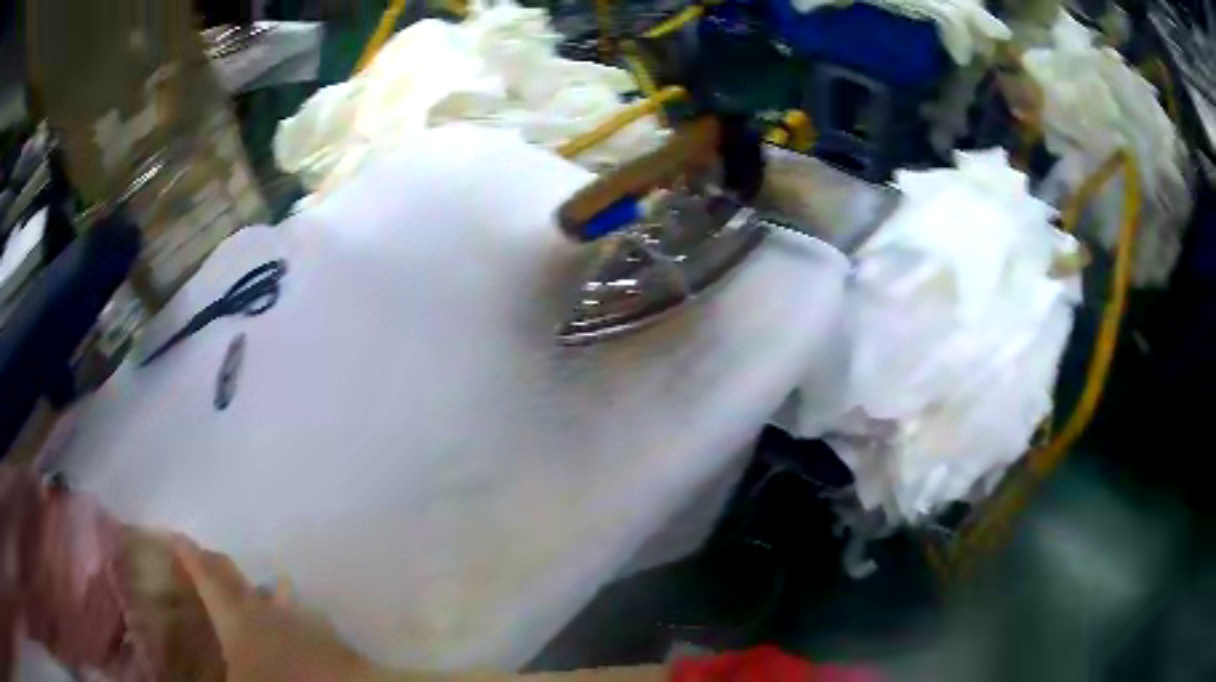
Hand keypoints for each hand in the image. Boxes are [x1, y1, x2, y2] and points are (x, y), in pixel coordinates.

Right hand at [171, 535, 379, 681]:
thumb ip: (211, 675)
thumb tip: (181, 676)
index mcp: (235, 617)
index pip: (205, 576)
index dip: (189, 554)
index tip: (176, 535)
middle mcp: (264, 608)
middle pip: (234, 576)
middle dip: (216, 563)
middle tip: (204, 558)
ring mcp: (299, 618)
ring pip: (274, 591)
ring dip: (260, 588)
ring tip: (254, 590)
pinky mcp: (327, 633)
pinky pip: (303, 614)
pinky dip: (292, 613)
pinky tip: (295, 622)